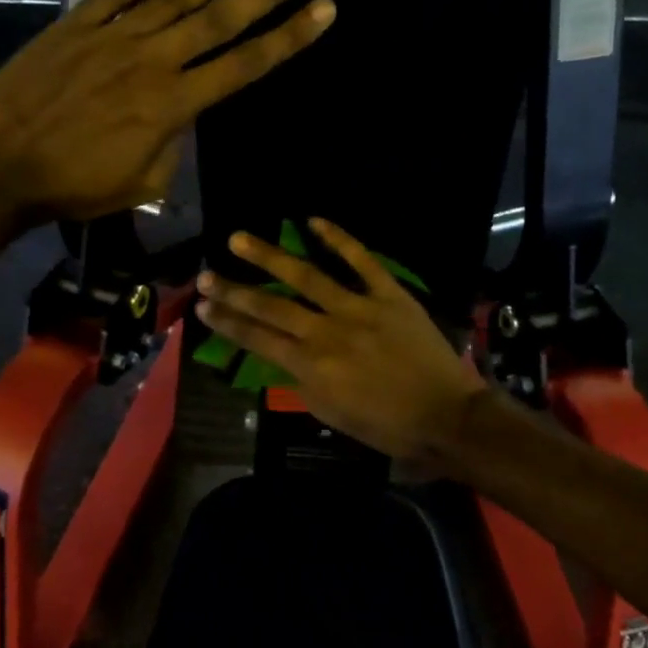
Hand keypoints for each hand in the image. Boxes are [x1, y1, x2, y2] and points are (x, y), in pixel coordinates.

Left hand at [0, 0, 332, 227]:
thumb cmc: (73, 187)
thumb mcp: (140, 184)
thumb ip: (171, 148)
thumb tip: (179, 120)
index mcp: (172, 106)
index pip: (244, 65)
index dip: (288, 38)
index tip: (323, 10)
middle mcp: (152, 60)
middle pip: (222, 18)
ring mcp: (113, 36)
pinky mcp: (77, 23)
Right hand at [196, 219, 487, 469]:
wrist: (446, 417)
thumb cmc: (387, 427)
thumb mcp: (332, 414)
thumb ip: (302, 384)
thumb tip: (284, 358)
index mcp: (311, 367)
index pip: (257, 339)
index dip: (226, 322)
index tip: (202, 306)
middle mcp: (326, 333)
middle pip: (270, 307)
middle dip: (233, 291)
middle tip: (205, 274)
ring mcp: (358, 308)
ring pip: (306, 276)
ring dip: (269, 257)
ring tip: (239, 239)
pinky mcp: (389, 294)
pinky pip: (361, 260)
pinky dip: (338, 238)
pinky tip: (312, 221)